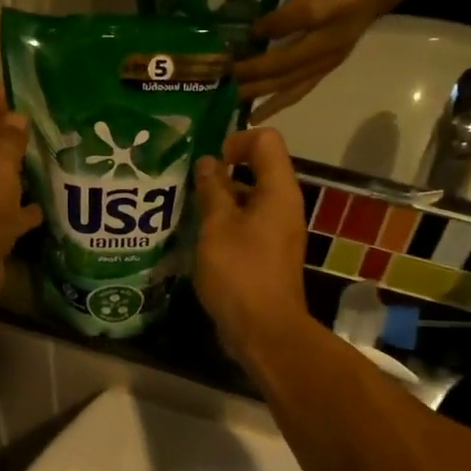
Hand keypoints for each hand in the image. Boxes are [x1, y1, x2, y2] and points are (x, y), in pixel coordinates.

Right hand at [192, 127, 311, 367]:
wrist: (264, 330)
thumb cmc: (240, 272)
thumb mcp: (217, 226)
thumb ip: (212, 189)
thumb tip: (208, 162)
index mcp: (278, 191)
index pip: (266, 140)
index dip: (236, 140)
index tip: (209, 163)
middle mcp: (283, 206)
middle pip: (257, 169)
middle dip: (222, 171)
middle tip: (189, 184)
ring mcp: (276, 232)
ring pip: (249, 200)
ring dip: (219, 200)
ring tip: (187, 210)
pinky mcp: (267, 255)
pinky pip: (246, 226)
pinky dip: (224, 225)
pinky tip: (198, 239)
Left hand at [236, 0, 399, 122]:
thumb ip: (291, 6)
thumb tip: (260, 30)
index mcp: (326, 18)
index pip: (291, 28)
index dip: (264, 36)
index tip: (235, 45)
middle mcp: (326, 49)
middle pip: (284, 68)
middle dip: (252, 76)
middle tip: (222, 82)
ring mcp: (326, 63)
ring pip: (289, 85)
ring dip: (261, 96)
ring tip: (234, 105)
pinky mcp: (324, 70)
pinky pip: (298, 92)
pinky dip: (277, 104)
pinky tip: (256, 114)